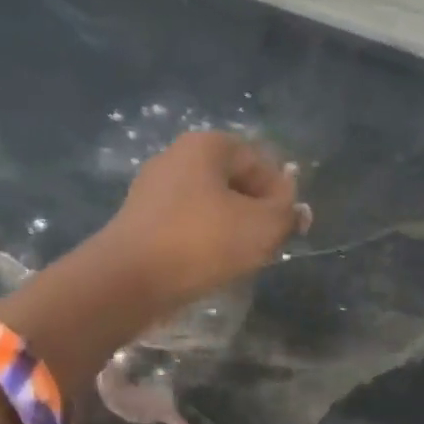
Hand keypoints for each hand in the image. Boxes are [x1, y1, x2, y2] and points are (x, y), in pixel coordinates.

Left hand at [95, 131, 310, 310]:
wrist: (128, 278)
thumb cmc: (202, 241)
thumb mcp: (263, 227)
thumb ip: (287, 213)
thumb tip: (294, 209)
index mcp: (206, 144)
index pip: (260, 162)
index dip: (281, 195)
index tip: (289, 229)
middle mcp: (176, 156)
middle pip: (233, 181)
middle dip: (255, 210)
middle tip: (267, 245)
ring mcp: (153, 187)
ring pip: (209, 203)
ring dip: (230, 227)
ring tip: (240, 258)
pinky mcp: (140, 218)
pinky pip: (185, 222)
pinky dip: (202, 238)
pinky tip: (208, 263)